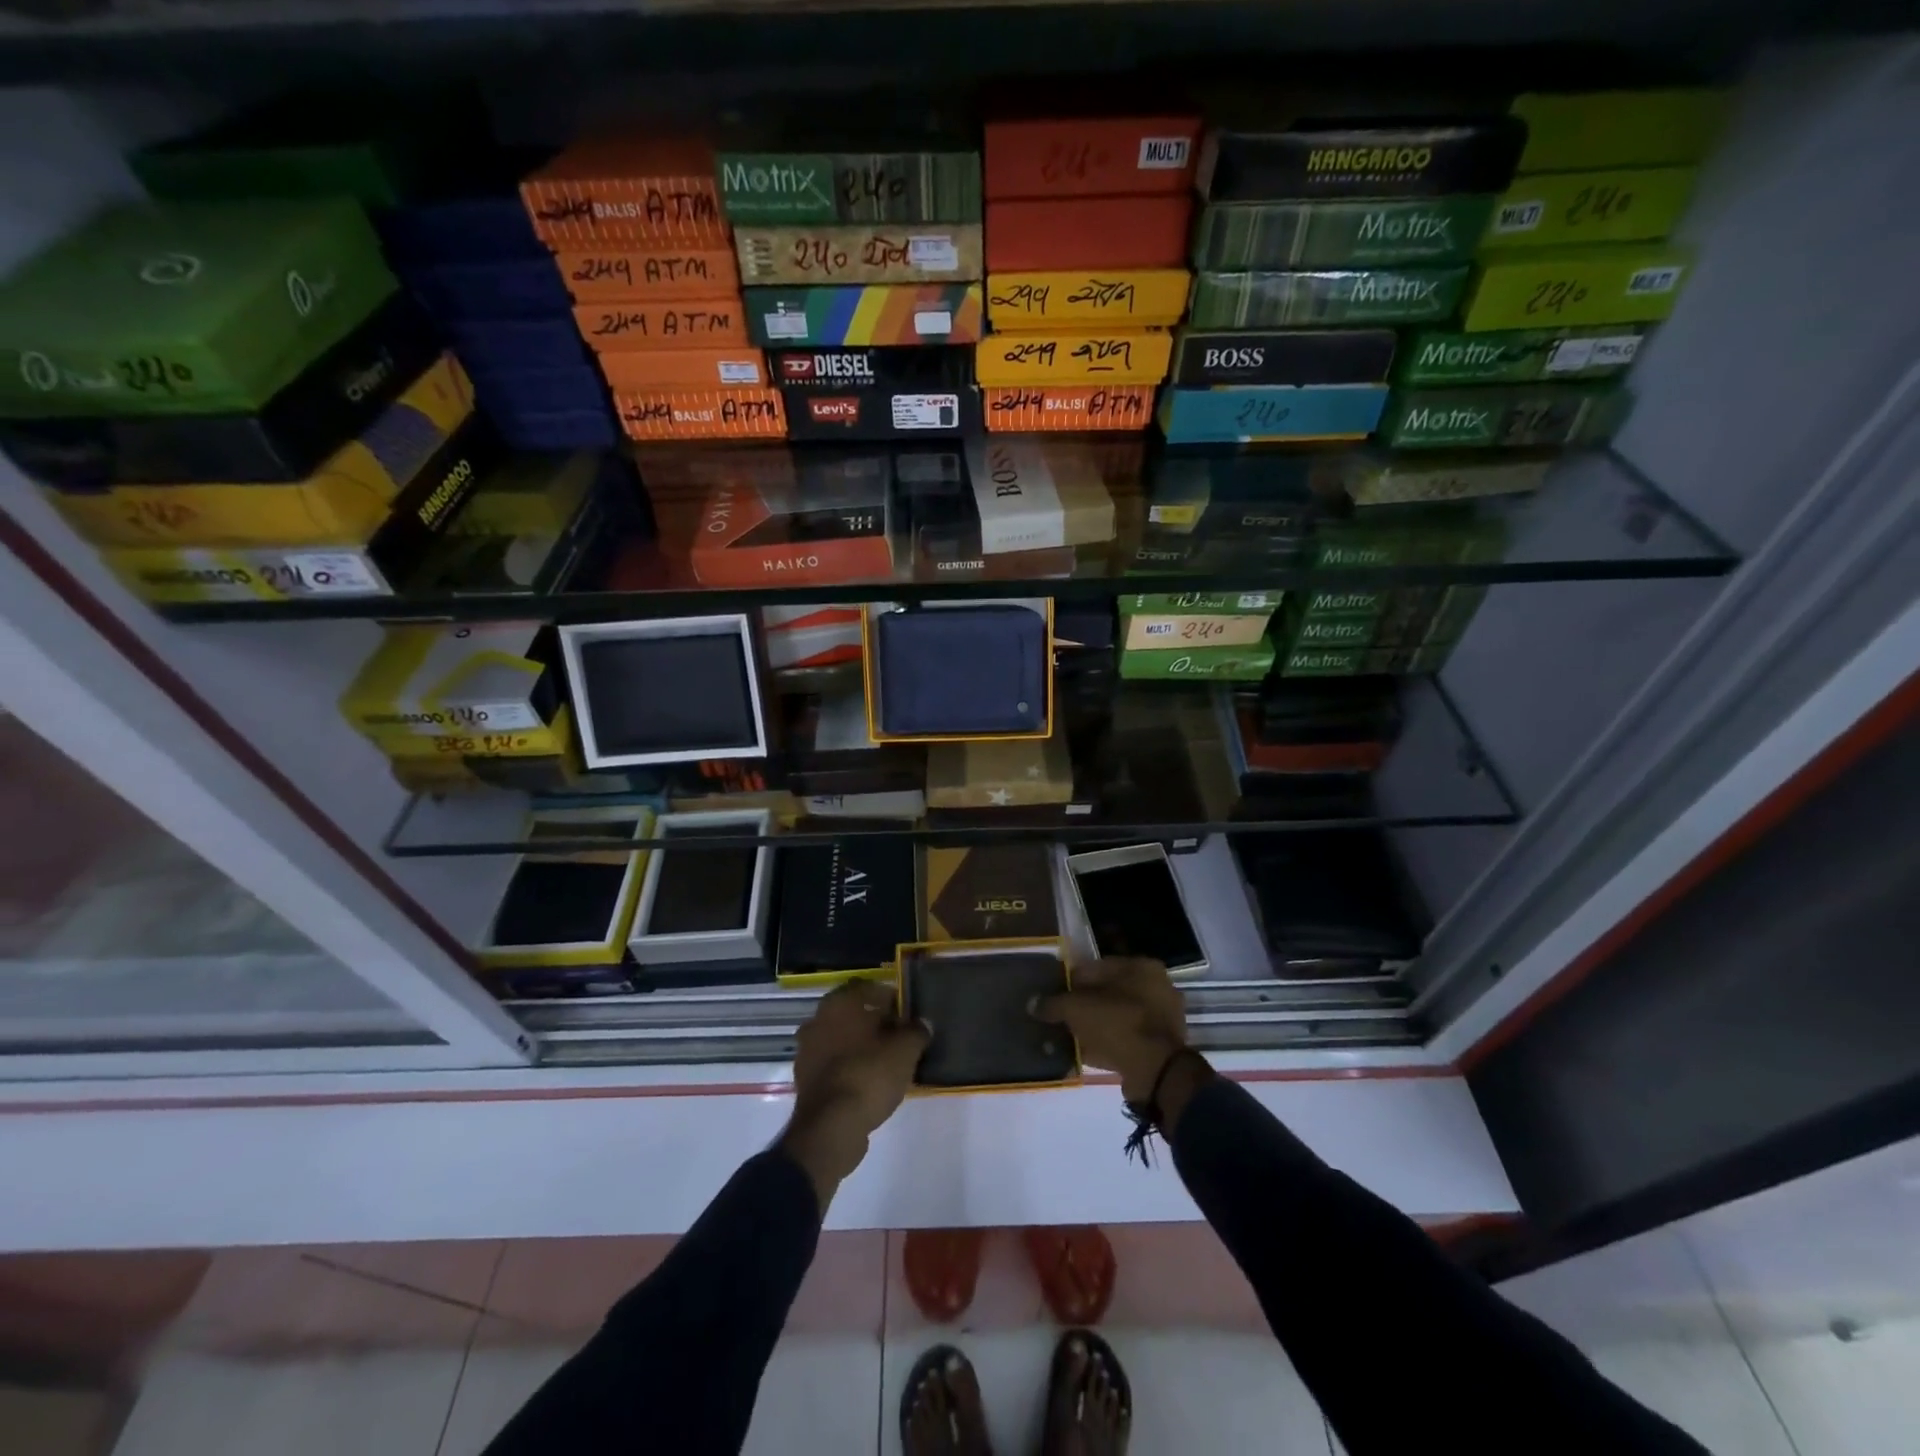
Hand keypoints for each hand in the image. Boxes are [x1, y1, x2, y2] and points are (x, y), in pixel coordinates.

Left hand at [778, 980, 929, 1209]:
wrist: (831, 1127)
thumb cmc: (869, 1075)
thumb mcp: (905, 1051)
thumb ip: (916, 1032)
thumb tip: (922, 1024)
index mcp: (839, 1004)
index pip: (867, 988)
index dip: (889, 998)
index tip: (906, 1014)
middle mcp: (817, 1020)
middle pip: (852, 1014)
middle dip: (874, 1023)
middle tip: (899, 1037)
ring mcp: (807, 1051)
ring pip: (841, 1039)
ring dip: (860, 1046)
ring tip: (887, 1062)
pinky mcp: (805, 1080)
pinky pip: (833, 1064)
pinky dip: (849, 1067)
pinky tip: (869, 1081)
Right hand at [1034, 957, 1190, 1102]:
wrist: (1157, 1072)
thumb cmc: (1118, 1025)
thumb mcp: (1076, 1009)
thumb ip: (1053, 1003)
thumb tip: (1033, 1003)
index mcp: (1141, 966)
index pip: (1096, 967)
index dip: (1071, 981)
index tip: (1054, 997)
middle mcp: (1157, 986)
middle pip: (1108, 992)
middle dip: (1084, 1005)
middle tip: (1062, 1018)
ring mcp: (1163, 1017)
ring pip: (1117, 1016)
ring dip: (1095, 1026)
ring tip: (1071, 1038)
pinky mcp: (1162, 1045)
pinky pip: (1126, 1037)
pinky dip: (1108, 1043)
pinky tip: (1087, 1053)